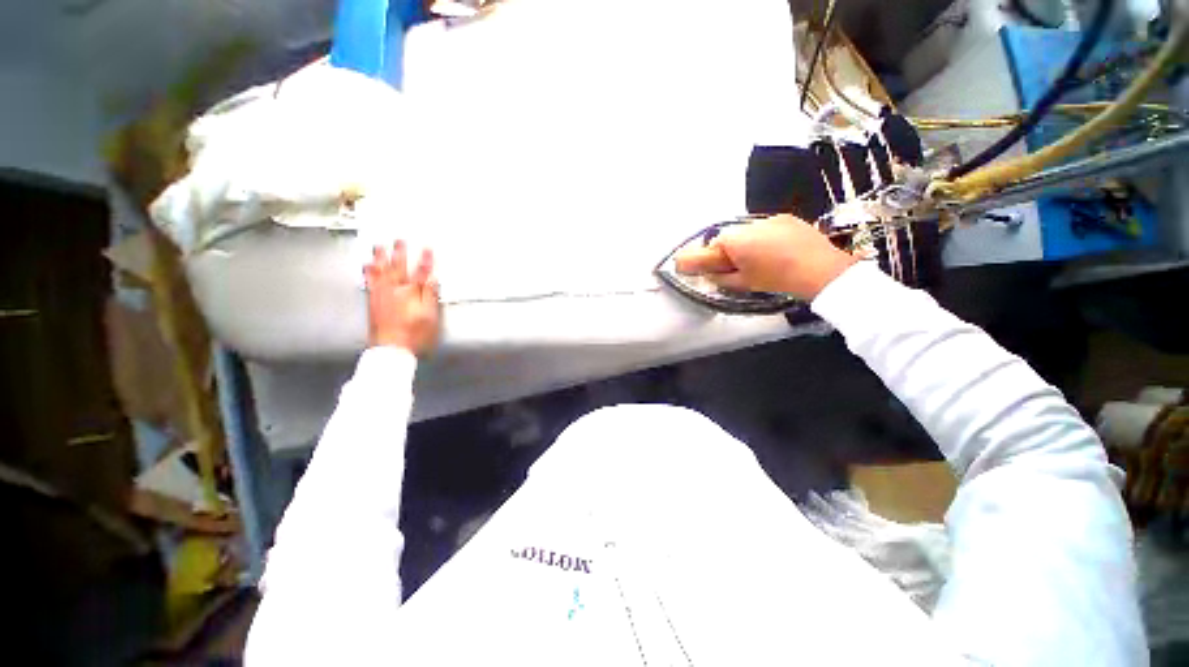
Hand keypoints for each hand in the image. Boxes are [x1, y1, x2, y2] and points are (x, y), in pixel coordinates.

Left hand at [365, 241, 440, 355]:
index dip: (425, 260)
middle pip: (398, 267)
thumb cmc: (414, 333)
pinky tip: (366, 266)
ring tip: (378, 246)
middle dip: (400, 253)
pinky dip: (368, 272)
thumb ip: (429, 295)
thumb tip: (432, 278)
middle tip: (399, 239)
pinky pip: (369, 281)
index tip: (427, 247)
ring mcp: (381, 295)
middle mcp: (394, 290)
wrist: (391, 348)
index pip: (420, 272)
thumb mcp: (429, 316)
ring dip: (380, 257)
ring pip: (380, 271)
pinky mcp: (372, 301)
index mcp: (410, 293)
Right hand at [673, 215, 857, 300]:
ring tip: (763, 259)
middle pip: (730, 237)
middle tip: (739, 267)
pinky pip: (767, 228)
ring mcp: (770, 219)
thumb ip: (719, 278)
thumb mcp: (742, 284)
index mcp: (735, 241)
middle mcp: (749, 224)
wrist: (820, 271)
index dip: (711, 257)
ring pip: (749, 232)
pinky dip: (766, 238)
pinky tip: (778, 251)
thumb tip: (709, 274)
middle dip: (730, 250)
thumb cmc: (775, 279)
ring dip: (748, 243)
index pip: (712, 245)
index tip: (711, 266)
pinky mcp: (787, 218)